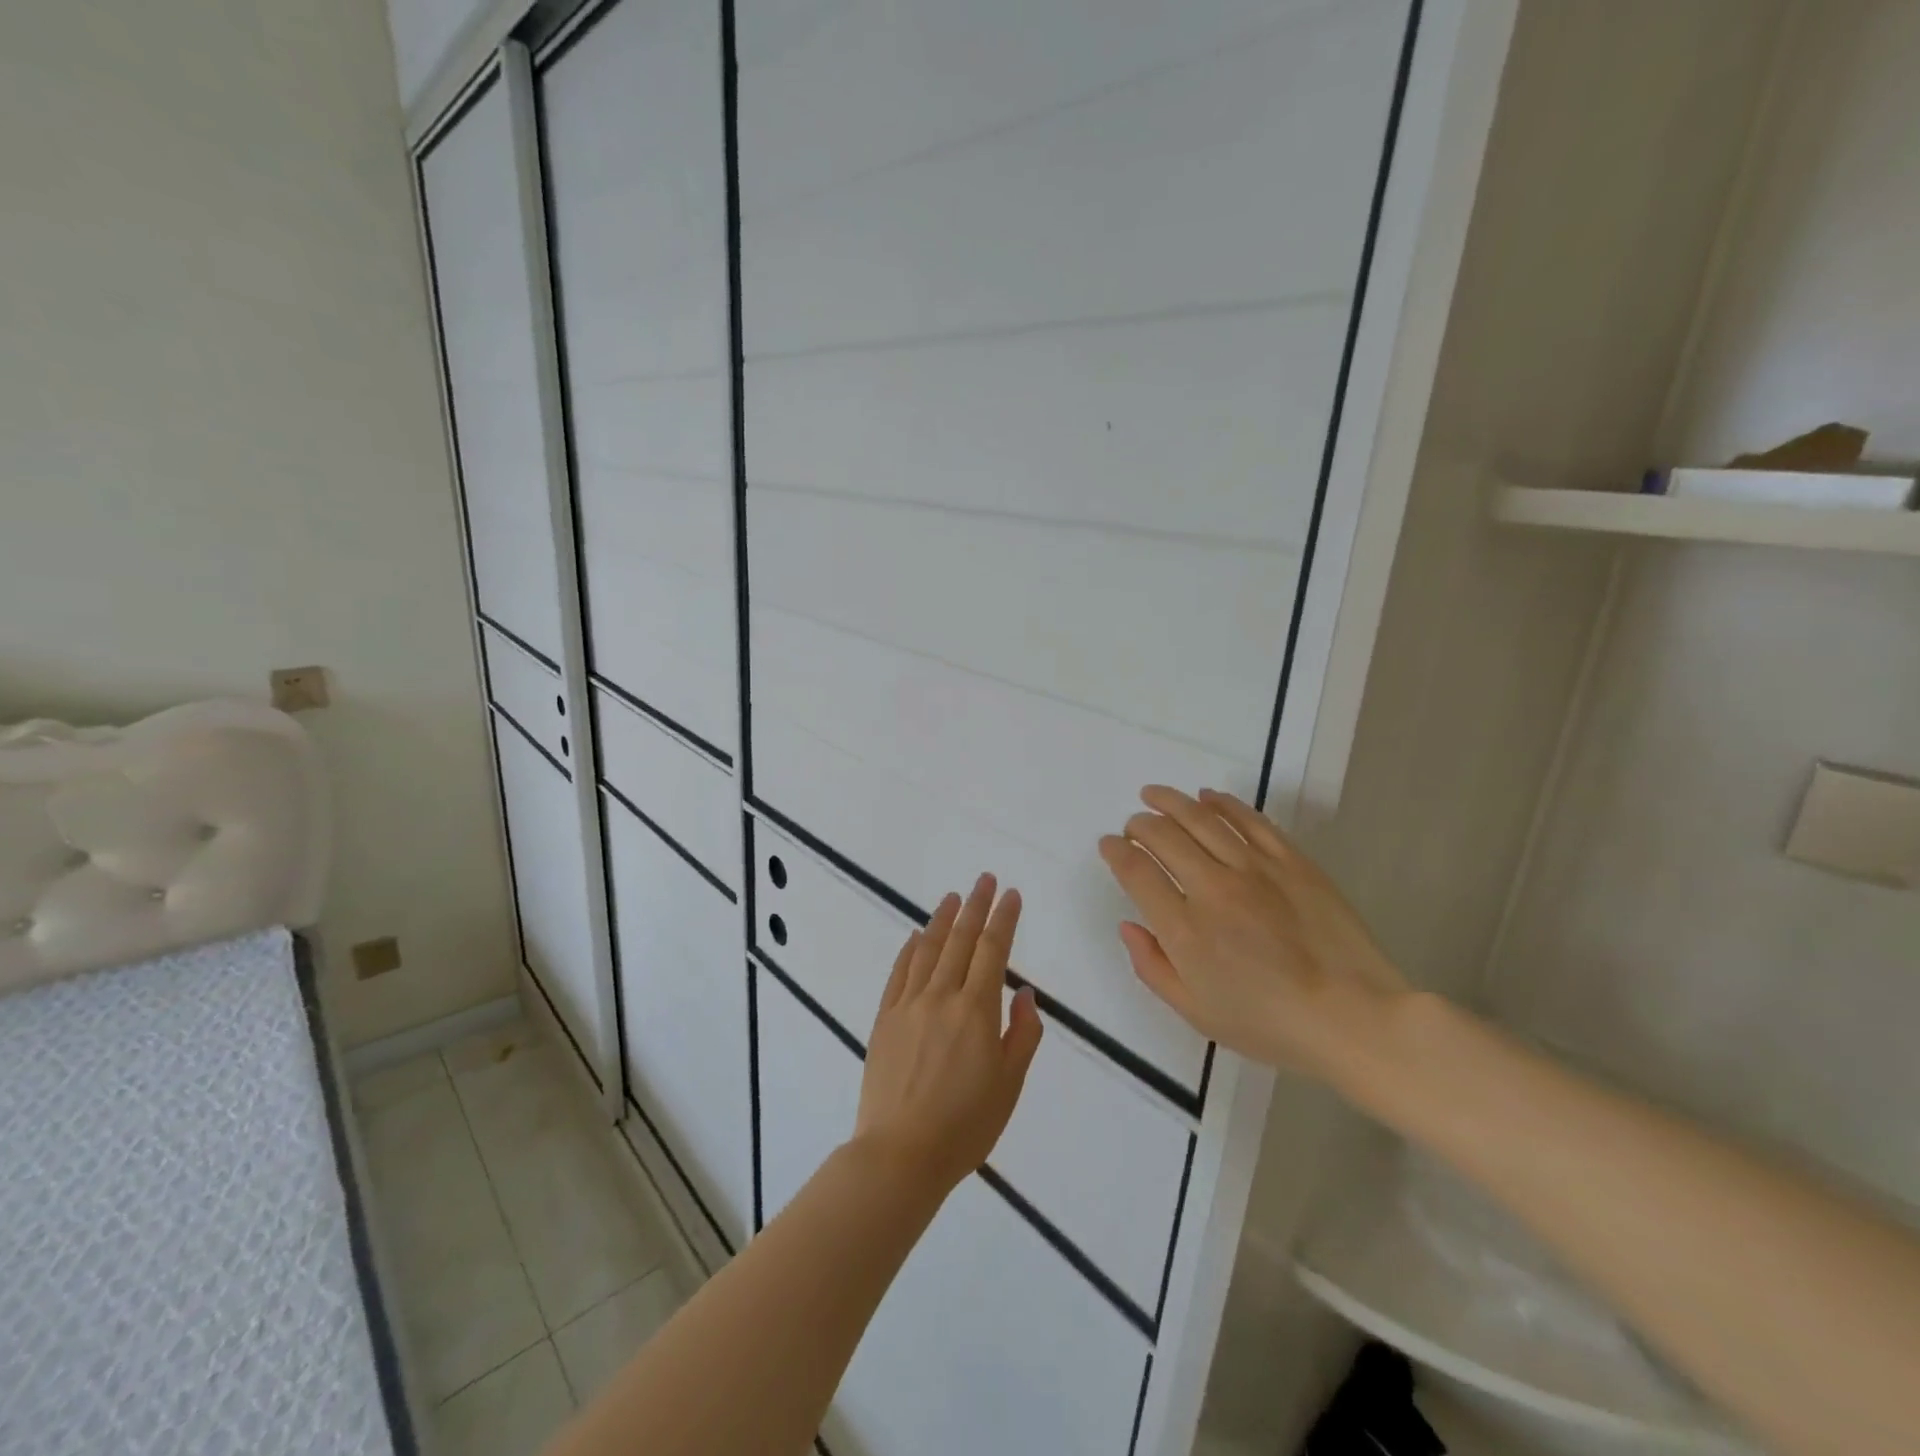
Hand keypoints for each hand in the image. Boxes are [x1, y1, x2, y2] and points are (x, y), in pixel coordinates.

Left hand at [853, 874, 1043, 1195]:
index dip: (1003, 919)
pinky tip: (916, 936)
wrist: (901, 1153)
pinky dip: (909, 949)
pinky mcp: (884, 1018)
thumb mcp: (1010, 1084)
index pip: (992, 950)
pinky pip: (899, 973)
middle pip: (960, 940)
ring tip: (954, 897)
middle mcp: (941, 997)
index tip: (1011, 895)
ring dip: (942, 920)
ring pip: (928, 950)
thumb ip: (1023, 1034)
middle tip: (985, 880)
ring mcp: (908, 1005)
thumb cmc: (966, 1125)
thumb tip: (1024, 993)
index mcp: (976, 1011)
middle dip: (976, 906)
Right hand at [1098, 787, 1407, 1081]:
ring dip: (1170, 801)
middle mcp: (1212, 888)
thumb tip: (1128, 926)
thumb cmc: (1269, 1024)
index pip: (1136, 872)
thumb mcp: (1196, 1013)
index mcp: (1184, 929)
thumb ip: (1152, 967)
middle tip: (1133, 826)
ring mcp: (1254, 868)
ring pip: (1200, 818)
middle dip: (1138, 824)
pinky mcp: (1291, 860)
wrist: (1354, 1018)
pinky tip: (1208, 797)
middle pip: (1162, 836)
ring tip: (1154, 795)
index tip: (1109, 845)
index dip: (1116, 851)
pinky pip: (1249, 819)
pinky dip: (1223, 803)